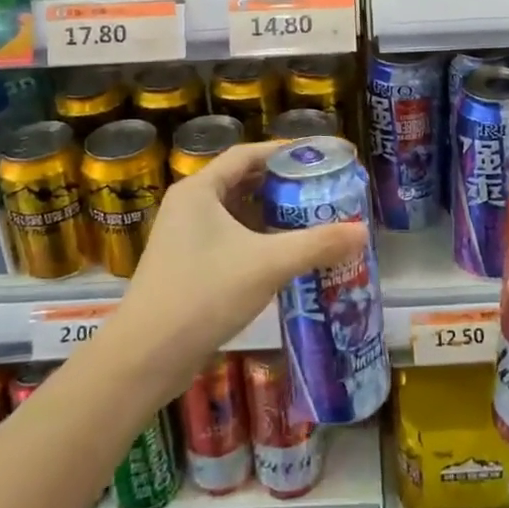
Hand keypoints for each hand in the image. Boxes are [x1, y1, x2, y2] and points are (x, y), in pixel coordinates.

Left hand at [116, 141, 365, 383]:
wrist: (146, 357)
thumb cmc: (204, 294)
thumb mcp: (267, 264)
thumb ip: (316, 245)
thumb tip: (362, 232)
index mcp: (199, 190)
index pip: (247, 155)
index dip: (283, 151)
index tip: (318, 154)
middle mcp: (189, 206)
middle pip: (242, 182)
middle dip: (281, 184)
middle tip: (320, 188)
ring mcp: (184, 237)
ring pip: (235, 214)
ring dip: (270, 215)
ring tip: (310, 218)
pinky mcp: (186, 266)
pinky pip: (228, 239)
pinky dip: (256, 240)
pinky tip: (283, 255)